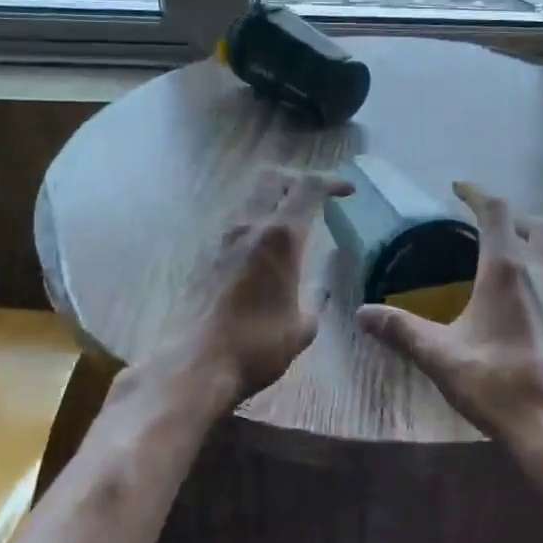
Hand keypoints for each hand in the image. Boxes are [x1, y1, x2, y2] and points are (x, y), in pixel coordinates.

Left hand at [179, 166, 351, 404]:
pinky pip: (237, 221)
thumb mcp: (302, 328)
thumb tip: (319, 290)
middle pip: (274, 178)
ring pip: (251, 197)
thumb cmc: (257, 346)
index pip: (308, 188)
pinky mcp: (205, 255)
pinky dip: (257, 221)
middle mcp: (250, 226)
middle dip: (299, 181)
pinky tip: (265, 251)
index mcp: (280, 237)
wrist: (194, 364)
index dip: (332, 181)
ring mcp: (222, 238)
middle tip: (317, 199)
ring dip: (275, 199)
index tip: (348, 191)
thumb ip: (315, 300)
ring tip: (293, 224)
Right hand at [355, 181, 542, 447]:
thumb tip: (362, 313)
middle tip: (479, 222)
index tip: (458, 187)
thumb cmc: (497, 381)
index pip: (495, 211)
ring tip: (499, 252)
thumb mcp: (440, 355)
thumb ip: (401, 330)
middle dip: (505, 214)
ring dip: (526, 236)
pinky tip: (520, 294)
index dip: (476, 193)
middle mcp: (540, 270)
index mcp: (506, 269)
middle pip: (530, 222)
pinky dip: (538, 264)